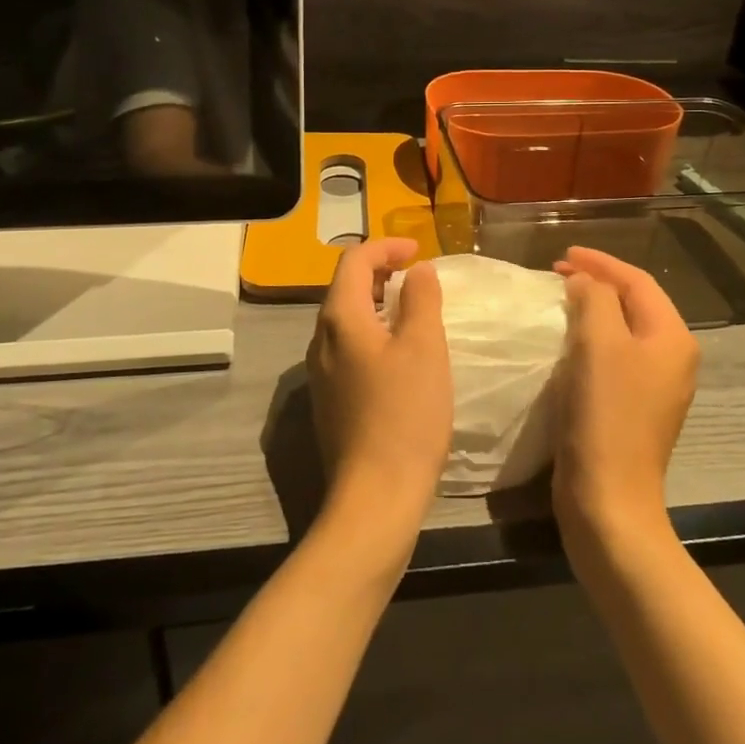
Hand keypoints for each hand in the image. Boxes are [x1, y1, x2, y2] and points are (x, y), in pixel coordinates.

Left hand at [306, 238, 451, 539]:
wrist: (375, 496)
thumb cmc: (405, 414)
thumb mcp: (424, 348)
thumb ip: (421, 299)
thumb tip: (417, 270)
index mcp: (340, 319)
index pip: (354, 260)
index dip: (386, 247)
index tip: (420, 251)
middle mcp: (321, 340)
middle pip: (345, 287)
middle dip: (381, 272)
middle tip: (418, 277)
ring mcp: (321, 372)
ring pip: (346, 319)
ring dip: (378, 303)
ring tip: (414, 310)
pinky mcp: (330, 398)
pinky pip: (348, 347)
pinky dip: (373, 332)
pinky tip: (400, 353)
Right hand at [549, 247, 698, 540]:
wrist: (608, 498)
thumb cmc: (605, 414)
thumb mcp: (599, 343)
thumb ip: (594, 298)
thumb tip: (585, 283)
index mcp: (673, 338)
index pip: (638, 282)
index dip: (601, 262)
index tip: (562, 253)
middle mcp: (673, 359)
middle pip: (636, 303)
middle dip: (598, 283)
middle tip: (558, 272)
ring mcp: (656, 387)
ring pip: (624, 330)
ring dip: (594, 310)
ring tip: (561, 299)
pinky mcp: (634, 409)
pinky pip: (615, 357)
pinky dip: (592, 339)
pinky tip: (568, 342)